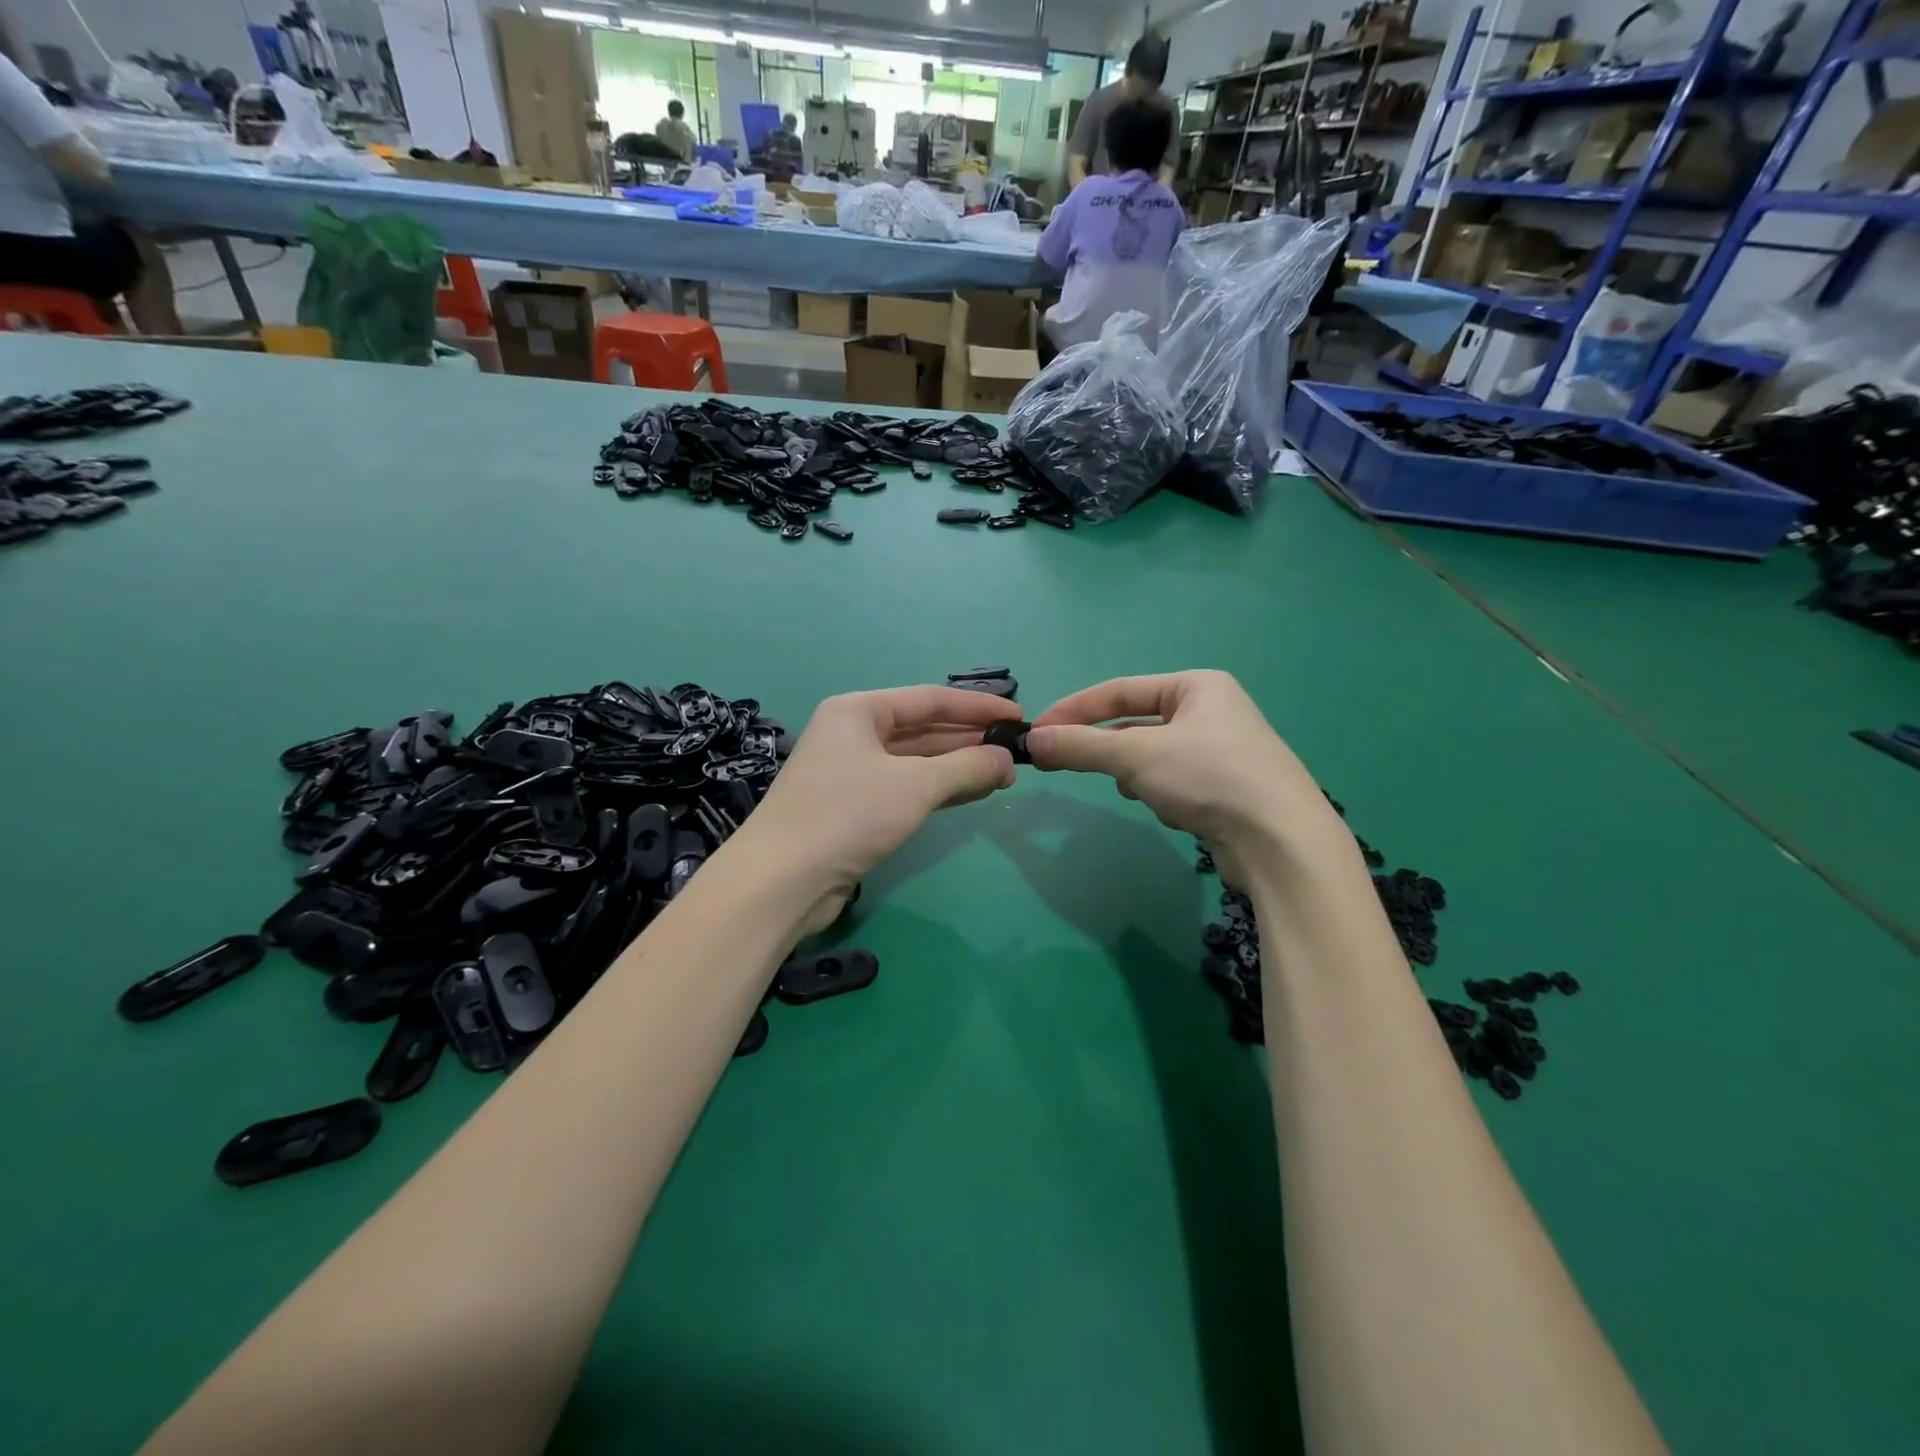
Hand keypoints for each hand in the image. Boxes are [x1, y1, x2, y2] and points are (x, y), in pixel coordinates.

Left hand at [741, 686, 1021, 904]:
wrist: (781, 881)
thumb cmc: (848, 815)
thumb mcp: (916, 786)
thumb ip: (966, 767)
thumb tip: (1006, 760)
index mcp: (859, 710)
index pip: (930, 699)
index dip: (977, 708)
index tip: (1018, 717)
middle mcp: (852, 734)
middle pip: (921, 728)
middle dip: (968, 740)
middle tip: (1014, 753)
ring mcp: (850, 772)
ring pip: (914, 760)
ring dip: (956, 766)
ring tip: (1001, 775)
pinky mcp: (852, 808)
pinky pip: (904, 787)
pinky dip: (936, 789)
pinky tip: (968, 794)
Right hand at [1026, 671, 1343, 874]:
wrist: (1281, 841)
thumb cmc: (1209, 777)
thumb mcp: (1136, 756)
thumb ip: (1081, 746)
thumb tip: (1032, 742)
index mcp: (1197, 686)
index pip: (1120, 691)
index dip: (1074, 709)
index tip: (1038, 732)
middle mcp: (1213, 712)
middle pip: (1136, 726)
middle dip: (1108, 749)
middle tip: (1067, 765)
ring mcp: (1223, 752)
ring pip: (1153, 758)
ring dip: (1138, 776)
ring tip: (1139, 792)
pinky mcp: (1227, 790)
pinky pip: (1174, 783)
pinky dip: (1163, 796)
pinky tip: (1174, 812)